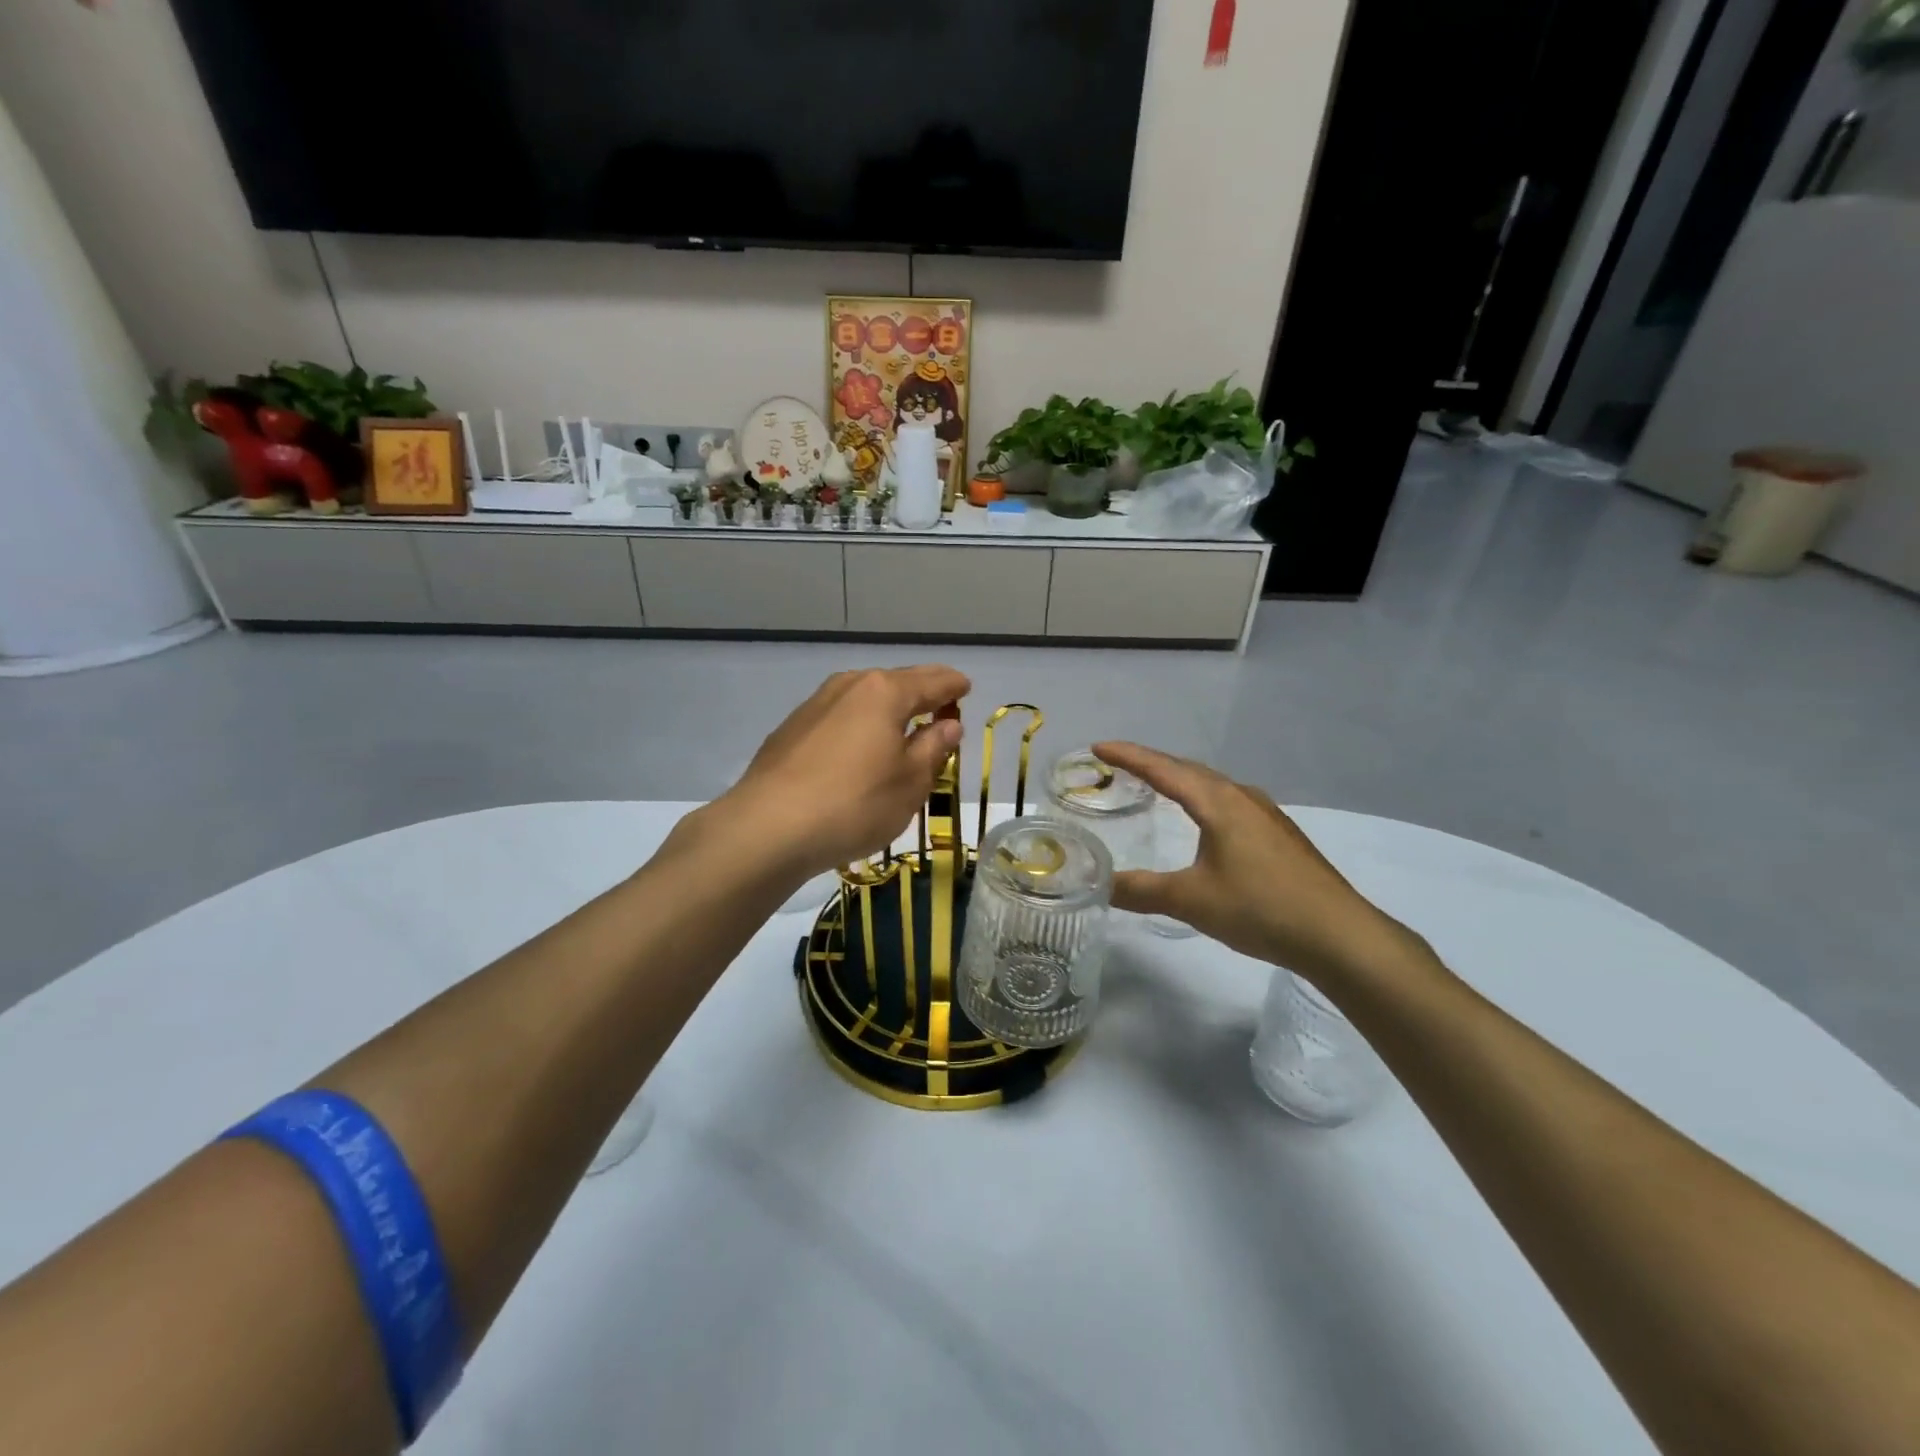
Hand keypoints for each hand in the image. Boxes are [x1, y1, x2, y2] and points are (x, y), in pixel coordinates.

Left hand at [719, 667, 969, 879]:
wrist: (767, 828)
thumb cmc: (854, 804)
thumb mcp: (910, 783)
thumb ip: (933, 748)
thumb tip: (948, 724)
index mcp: (885, 691)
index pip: (933, 681)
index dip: (954, 686)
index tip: (966, 689)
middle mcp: (849, 686)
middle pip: (896, 683)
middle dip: (921, 694)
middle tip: (940, 708)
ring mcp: (814, 705)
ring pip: (863, 700)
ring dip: (887, 711)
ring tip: (901, 731)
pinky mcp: (790, 731)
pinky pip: (839, 719)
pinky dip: (858, 727)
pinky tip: (858, 752)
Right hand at [1092, 742, 1422, 986]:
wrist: (1339, 935)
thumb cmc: (1261, 908)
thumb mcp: (1192, 901)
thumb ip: (1141, 890)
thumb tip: (1099, 884)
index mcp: (1218, 803)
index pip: (1163, 769)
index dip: (1128, 756)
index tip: (1098, 747)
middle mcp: (1242, 798)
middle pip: (1188, 770)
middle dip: (1151, 764)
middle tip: (1117, 765)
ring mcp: (1266, 815)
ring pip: (1212, 785)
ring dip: (1179, 780)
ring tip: (1154, 786)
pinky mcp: (1279, 835)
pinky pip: (1228, 802)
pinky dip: (1201, 799)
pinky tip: (1202, 821)